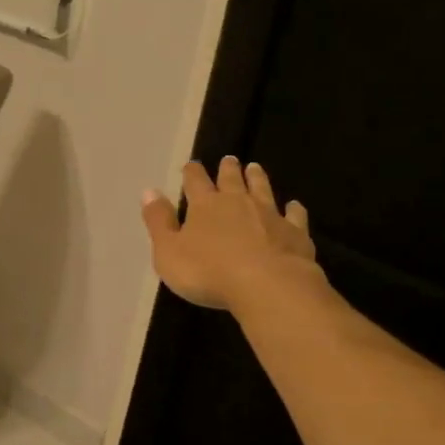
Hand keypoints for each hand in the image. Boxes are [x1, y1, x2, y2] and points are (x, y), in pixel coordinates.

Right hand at [142, 157, 322, 311]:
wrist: (267, 286)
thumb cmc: (209, 272)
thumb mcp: (168, 252)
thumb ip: (159, 221)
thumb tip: (149, 191)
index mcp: (205, 206)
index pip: (195, 182)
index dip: (192, 173)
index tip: (192, 165)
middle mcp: (238, 202)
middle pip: (231, 179)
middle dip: (228, 169)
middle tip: (229, 159)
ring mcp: (270, 215)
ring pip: (262, 189)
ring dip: (257, 178)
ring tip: (255, 168)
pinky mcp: (295, 232)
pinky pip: (295, 215)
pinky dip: (293, 209)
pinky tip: (294, 206)